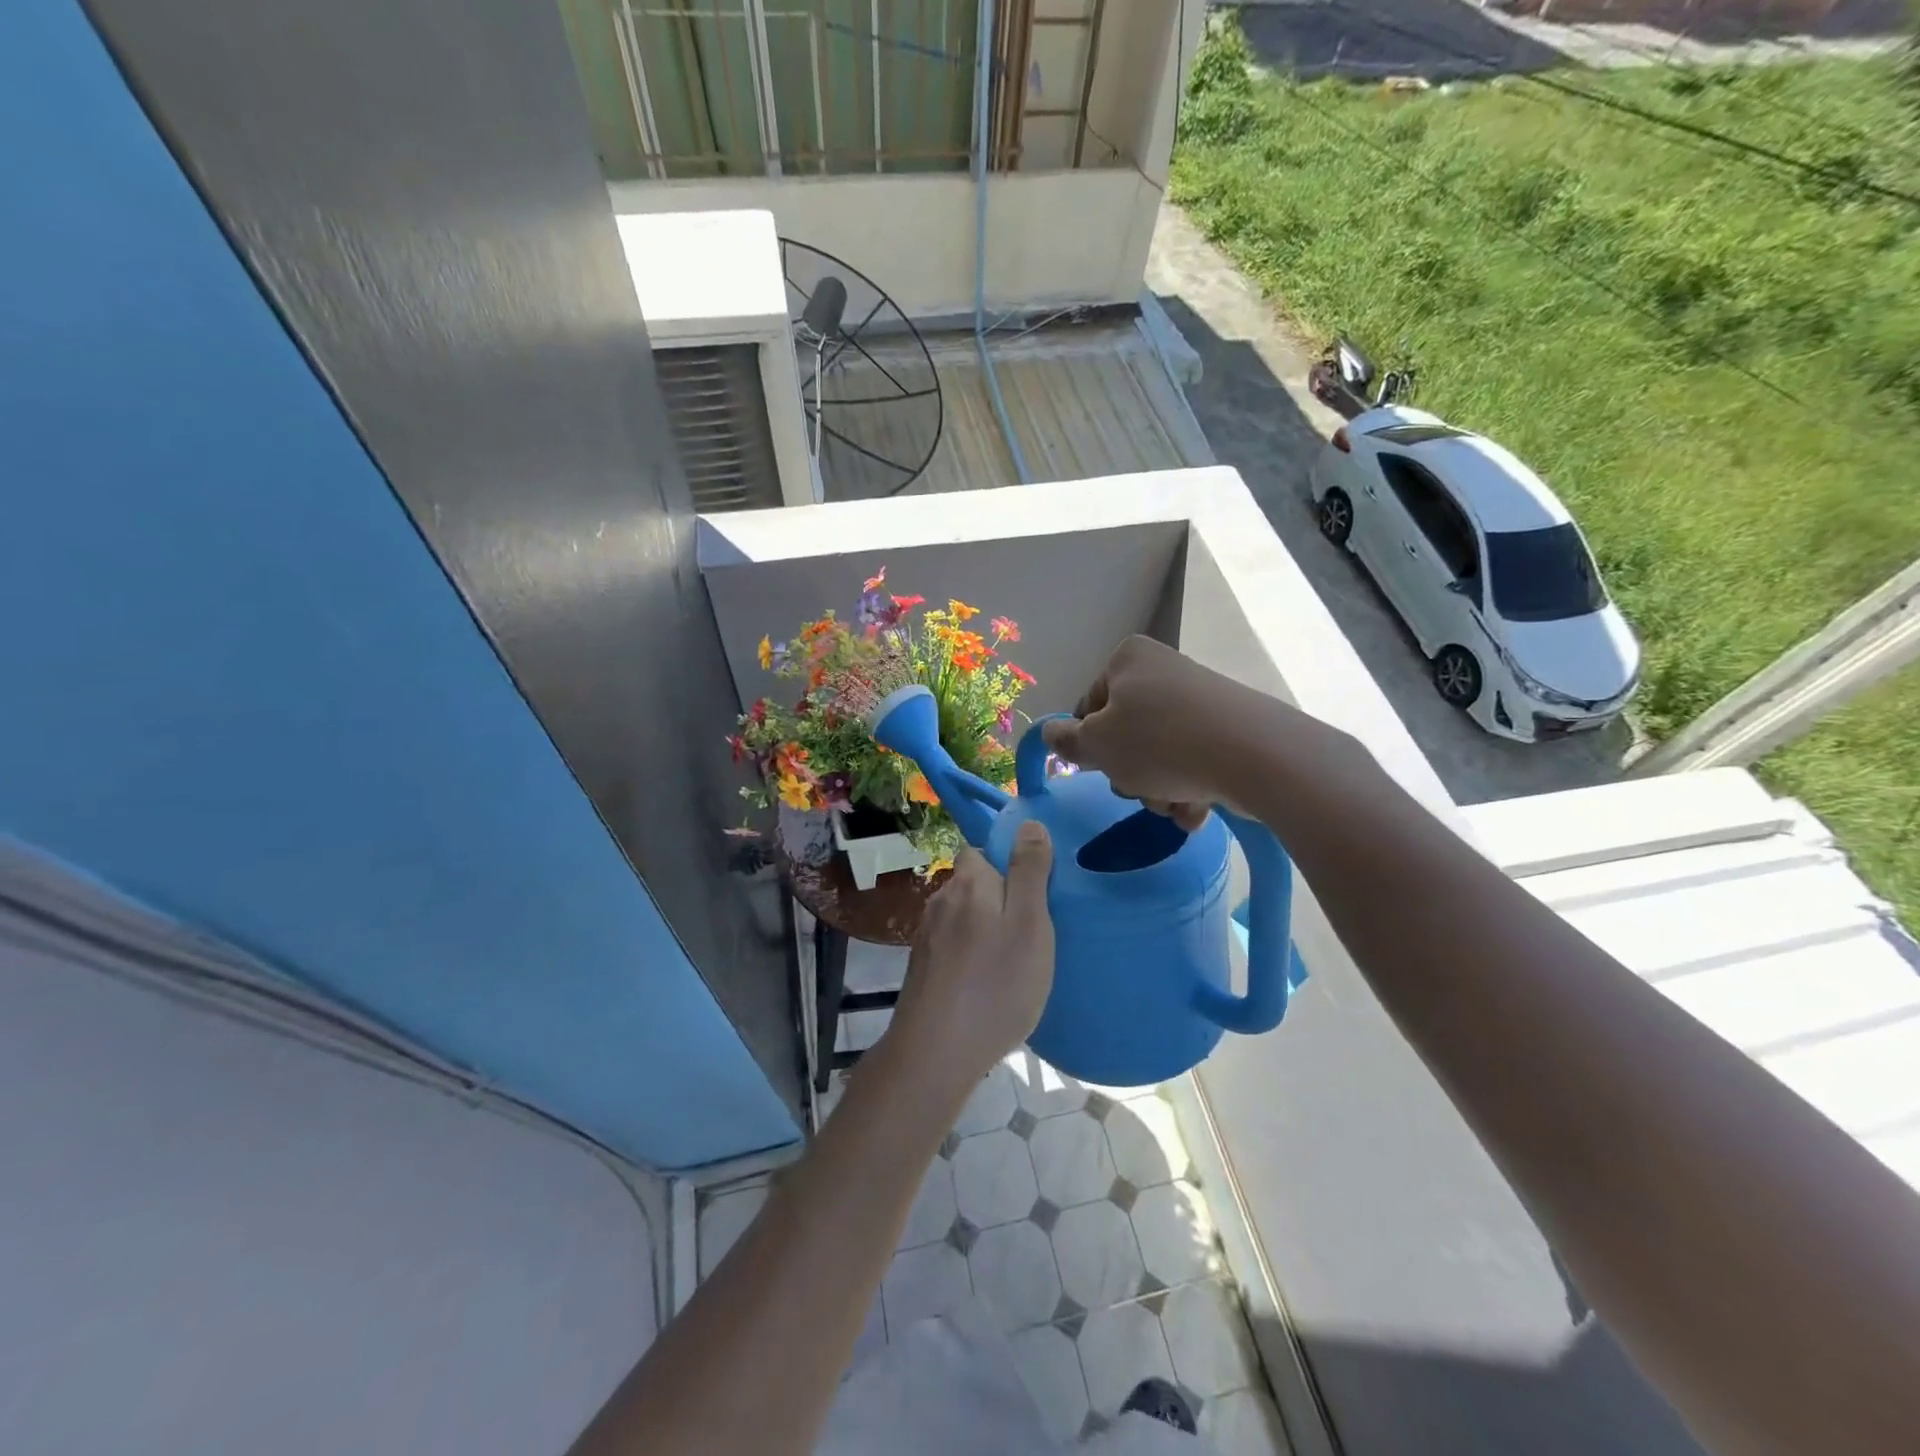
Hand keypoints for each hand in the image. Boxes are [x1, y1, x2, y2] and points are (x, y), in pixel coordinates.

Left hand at [887, 825, 1054, 1090]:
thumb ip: (1029, 872)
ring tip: (1010, 959)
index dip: (1005, 862)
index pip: (980, 850)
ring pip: (961, 917)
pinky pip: (952, 946)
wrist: (936, 1052)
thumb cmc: (996, 985)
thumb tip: (1028, 823)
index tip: (1032, 890)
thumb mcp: (1030, 924)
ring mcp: (926, 936)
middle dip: (997, 898)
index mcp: (969, 883)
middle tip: (1030, 930)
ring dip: (983, 929)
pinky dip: (968, 955)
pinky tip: (984, 982)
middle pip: (971, 884)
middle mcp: (941, 900)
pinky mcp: (921, 968)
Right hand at [1040, 636, 1257, 829]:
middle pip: (1126, 735)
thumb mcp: (1097, 745)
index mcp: (1129, 660)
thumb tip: (1049, 733)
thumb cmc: (1159, 742)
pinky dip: (1189, 789)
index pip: (1089, 707)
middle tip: (1139, 787)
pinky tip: (1197, 807)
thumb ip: (1065, 741)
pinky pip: (1193, 763)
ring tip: (1174, 802)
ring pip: (1159, 756)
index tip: (1098, 767)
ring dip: (1157, 790)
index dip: (1088, 745)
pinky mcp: (1230, 730)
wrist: (1254, 755)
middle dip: (1129, 773)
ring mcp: (1201, 701)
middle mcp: (1164, 671)